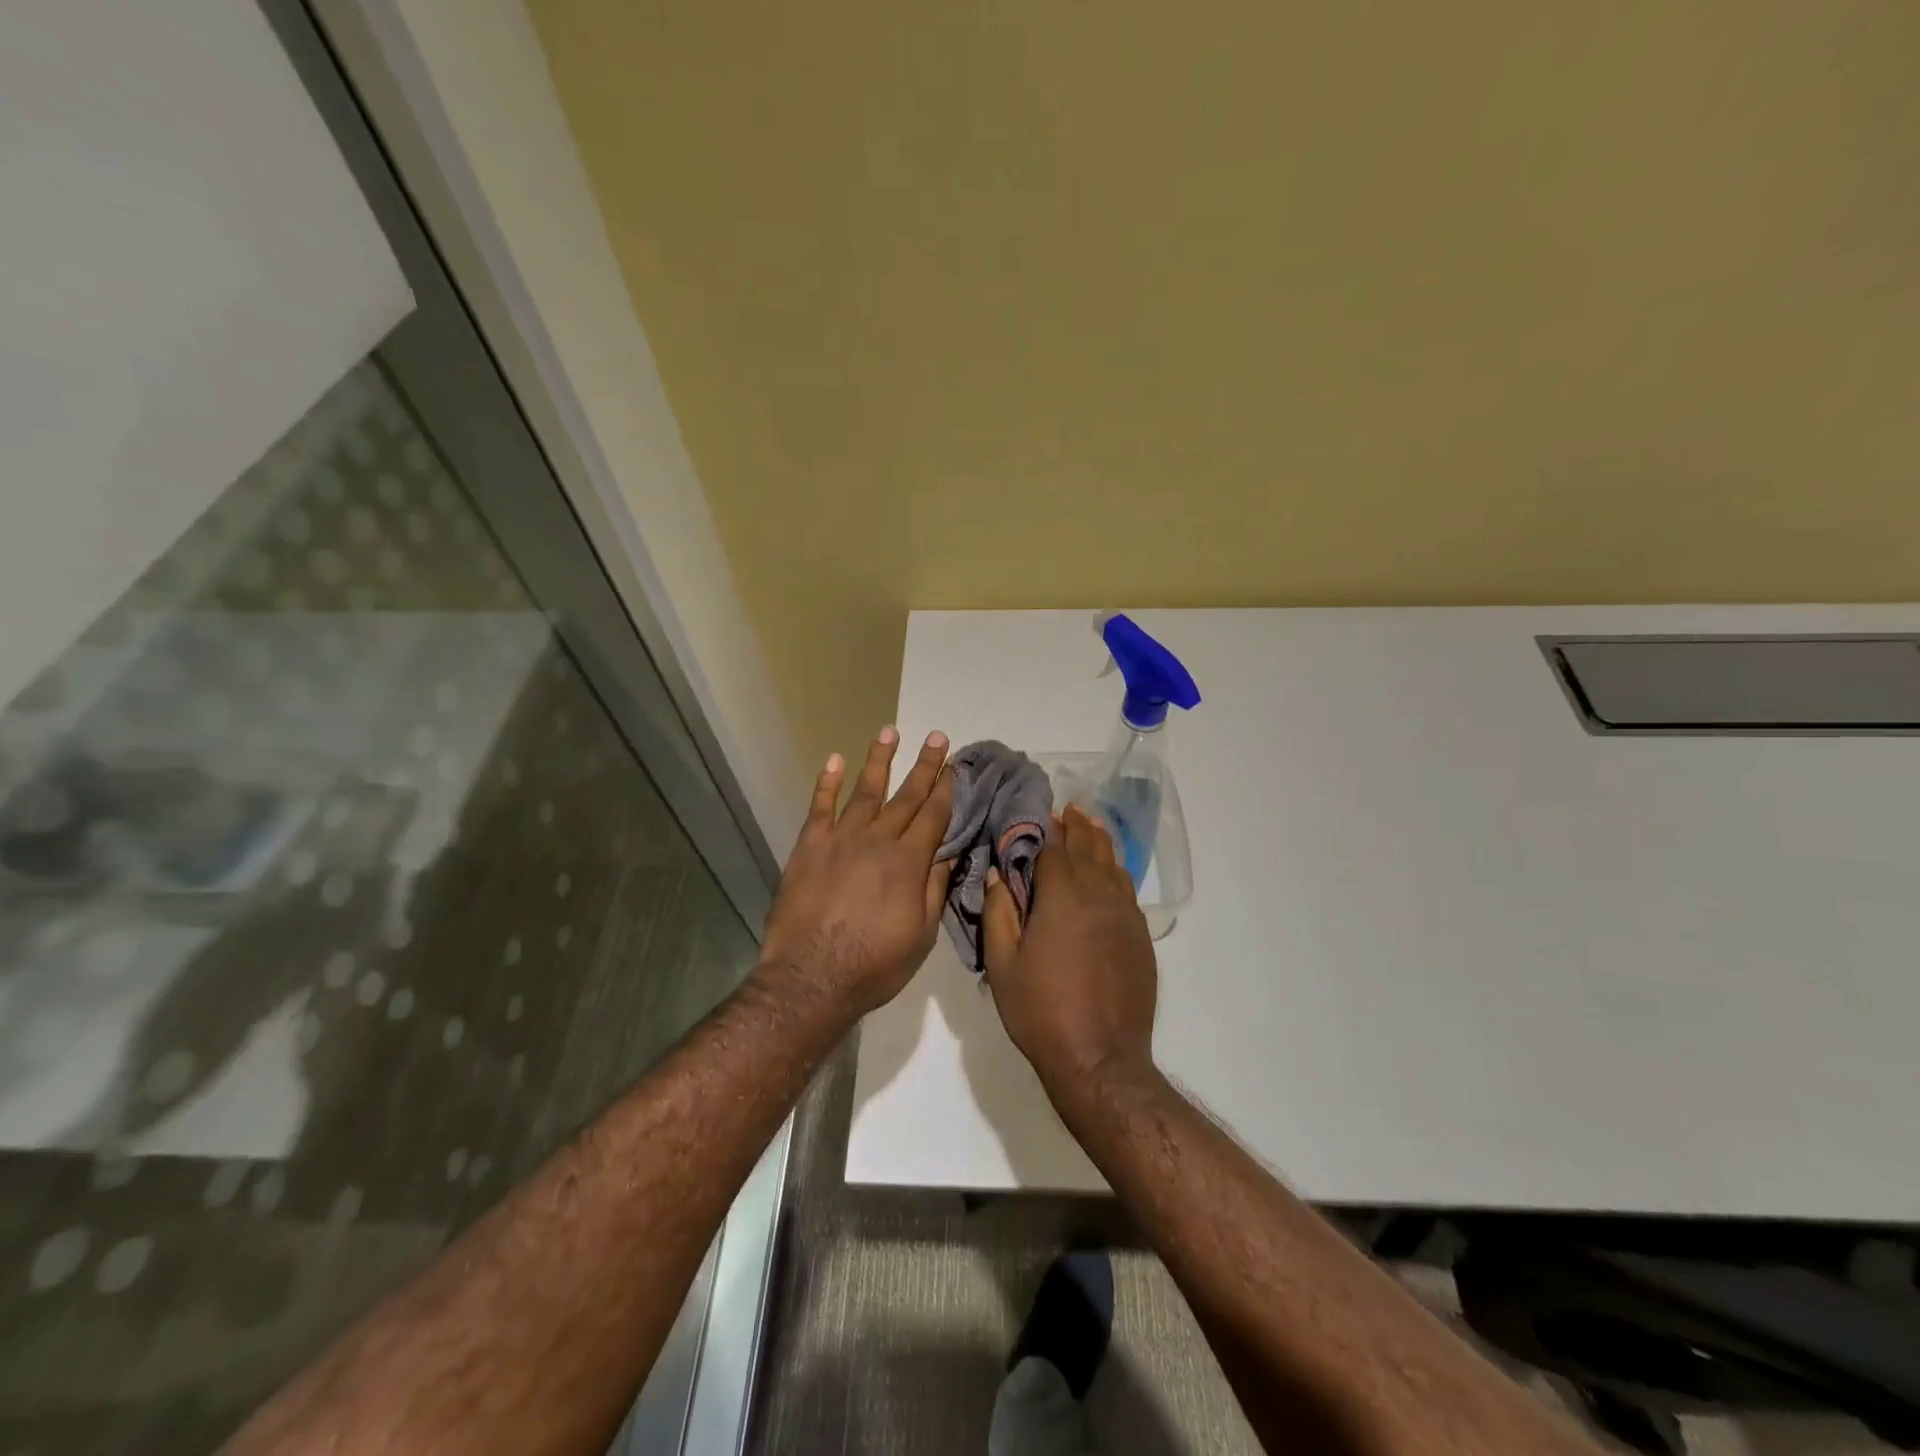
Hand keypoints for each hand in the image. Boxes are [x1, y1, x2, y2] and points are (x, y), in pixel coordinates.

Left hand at [759, 727, 954, 1017]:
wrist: (811, 978)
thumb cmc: (875, 964)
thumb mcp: (921, 934)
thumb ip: (935, 887)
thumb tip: (950, 850)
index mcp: (909, 862)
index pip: (934, 815)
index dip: (947, 789)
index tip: (955, 766)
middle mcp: (878, 840)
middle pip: (906, 796)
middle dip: (924, 766)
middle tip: (937, 736)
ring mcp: (841, 839)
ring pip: (865, 791)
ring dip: (879, 760)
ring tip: (889, 731)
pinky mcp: (809, 846)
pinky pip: (820, 807)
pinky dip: (827, 782)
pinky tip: (834, 760)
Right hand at [981, 804, 1158, 1093]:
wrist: (1100, 1058)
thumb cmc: (1041, 1011)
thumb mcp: (1002, 964)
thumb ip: (999, 913)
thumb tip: (998, 874)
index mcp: (1062, 896)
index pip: (1054, 847)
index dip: (1045, 827)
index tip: (1038, 811)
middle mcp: (1099, 895)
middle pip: (1089, 847)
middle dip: (1076, 825)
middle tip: (1068, 809)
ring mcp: (1125, 915)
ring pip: (1114, 865)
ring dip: (1100, 842)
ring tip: (1091, 826)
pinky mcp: (1140, 936)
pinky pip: (1127, 890)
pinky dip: (1115, 872)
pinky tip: (1110, 872)